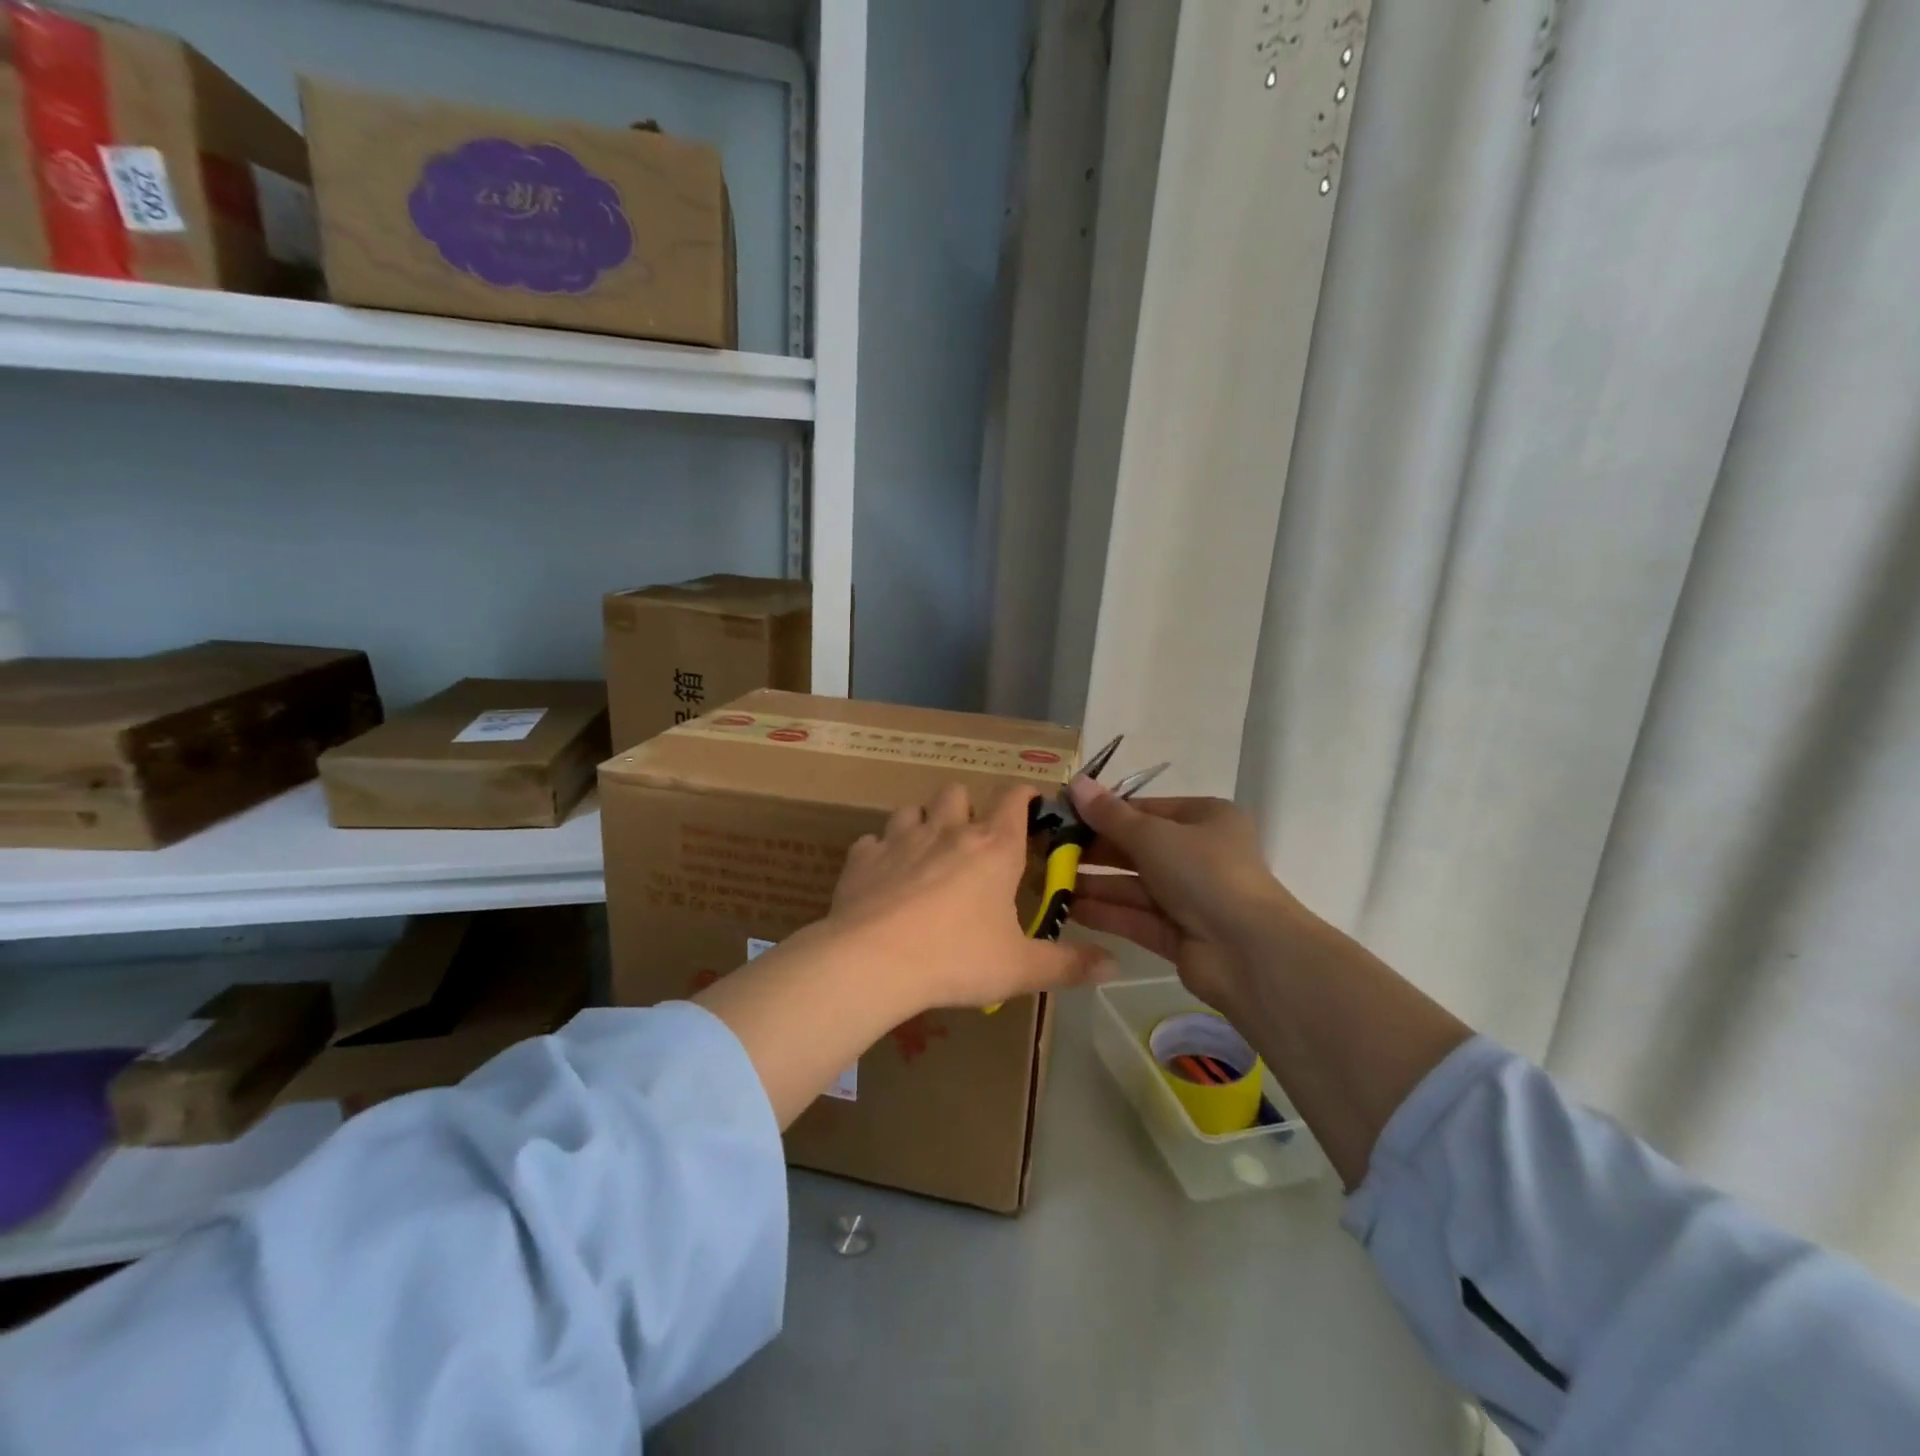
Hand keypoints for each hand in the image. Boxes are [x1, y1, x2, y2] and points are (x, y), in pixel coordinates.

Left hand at [827, 783, 1114, 1009]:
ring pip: (912, 809)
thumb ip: (1068, 965)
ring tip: (925, 854)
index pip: (1014, 797)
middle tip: (970, 840)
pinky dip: (881, 853)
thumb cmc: (956, 958)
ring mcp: (900, 838)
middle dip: (966, 807)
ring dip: (921, 823)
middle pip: (957, 791)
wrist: (873, 961)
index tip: (1029, 803)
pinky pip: (872, 842)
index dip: (1024, 794)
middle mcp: (948, 830)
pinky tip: (883, 878)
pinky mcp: (862, 857)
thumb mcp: (1020, 969)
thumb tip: (1115, 966)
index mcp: (993, 848)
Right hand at [1065, 780, 1296, 1014]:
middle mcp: (1199, 855)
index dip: (1105, 811)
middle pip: (1137, 848)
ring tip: (1047, 880)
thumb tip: (1074, 782)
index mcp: (1205, 819)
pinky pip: (1135, 917)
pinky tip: (1067, 908)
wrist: (1247, 951)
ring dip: (1093, 883)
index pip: (1146, 809)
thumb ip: (1109, 815)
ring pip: (1132, 885)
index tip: (1064, 815)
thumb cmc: (1204, 872)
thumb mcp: (1152, 834)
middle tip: (1048, 850)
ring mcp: (1189, 897)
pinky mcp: (1178, 934)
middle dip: (1094, 851)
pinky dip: (1105, 912)